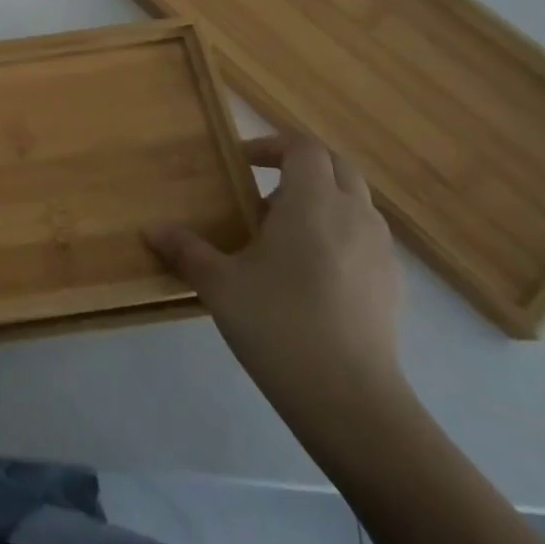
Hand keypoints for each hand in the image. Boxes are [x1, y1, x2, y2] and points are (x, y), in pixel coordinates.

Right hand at [145, 135, 404, 425]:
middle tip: (262, 188)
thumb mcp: (219, 283)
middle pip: (337, 166)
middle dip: (301, 166)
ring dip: (322, 201)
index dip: (271, 144)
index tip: (240, 162)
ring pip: (355, 203)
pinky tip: (311, 274)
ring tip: (283, 234)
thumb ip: (185, 249)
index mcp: (313, 202)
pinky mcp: (394, 286)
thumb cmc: (278, 323)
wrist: (350, 399)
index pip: (303, 147)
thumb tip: (151, 228)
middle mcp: (354, 215)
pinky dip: (340, 235)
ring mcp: (381, 251)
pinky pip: (366, 239)